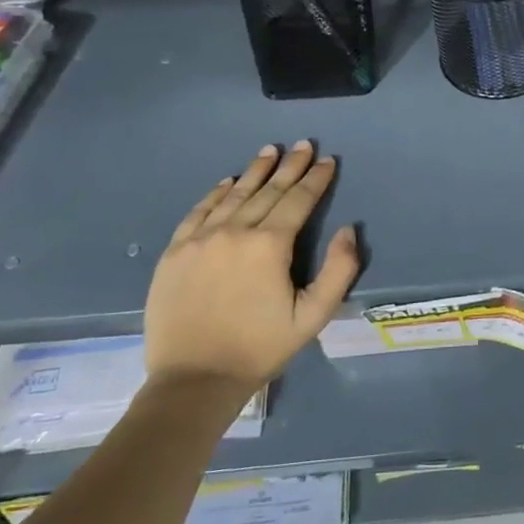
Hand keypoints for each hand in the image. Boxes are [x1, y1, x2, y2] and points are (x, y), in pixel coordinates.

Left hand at [142, 141, 358, 395]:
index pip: (298, 200)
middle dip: (289, 166)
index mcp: (269, 245)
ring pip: (233, 195)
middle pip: (268, 191)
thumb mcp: (313, 316)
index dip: (315, 179)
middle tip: (303, 144)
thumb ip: (339, 270)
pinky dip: (216, 193)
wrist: (194, 379)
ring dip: (255, 171)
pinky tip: (228, 181)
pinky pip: (199, 211)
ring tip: (269, 151)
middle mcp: (234, 232)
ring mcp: (199, 239)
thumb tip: (348, 229)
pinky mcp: (175, 252)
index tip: (327, 160)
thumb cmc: (261, 348)